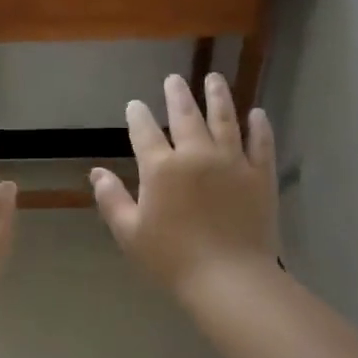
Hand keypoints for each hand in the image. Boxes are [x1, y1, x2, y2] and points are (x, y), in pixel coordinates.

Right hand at [92, 74, 281, 302]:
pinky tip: (257, 113)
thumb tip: (96, 173)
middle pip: (186, 116)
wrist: (229, 279)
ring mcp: (232, 163)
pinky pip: (261, 144)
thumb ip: (112, 199)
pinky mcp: (260, 176)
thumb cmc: (172, 259)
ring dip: (218, 96)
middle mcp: (197, 155)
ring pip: (225, 120)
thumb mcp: (130, 233)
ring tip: (214, 78)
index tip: (135, 104)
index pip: (145, 132)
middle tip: (173, 79)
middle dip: (177, 95)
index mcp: (161, 168)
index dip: (138, 116)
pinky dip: (259, 127)